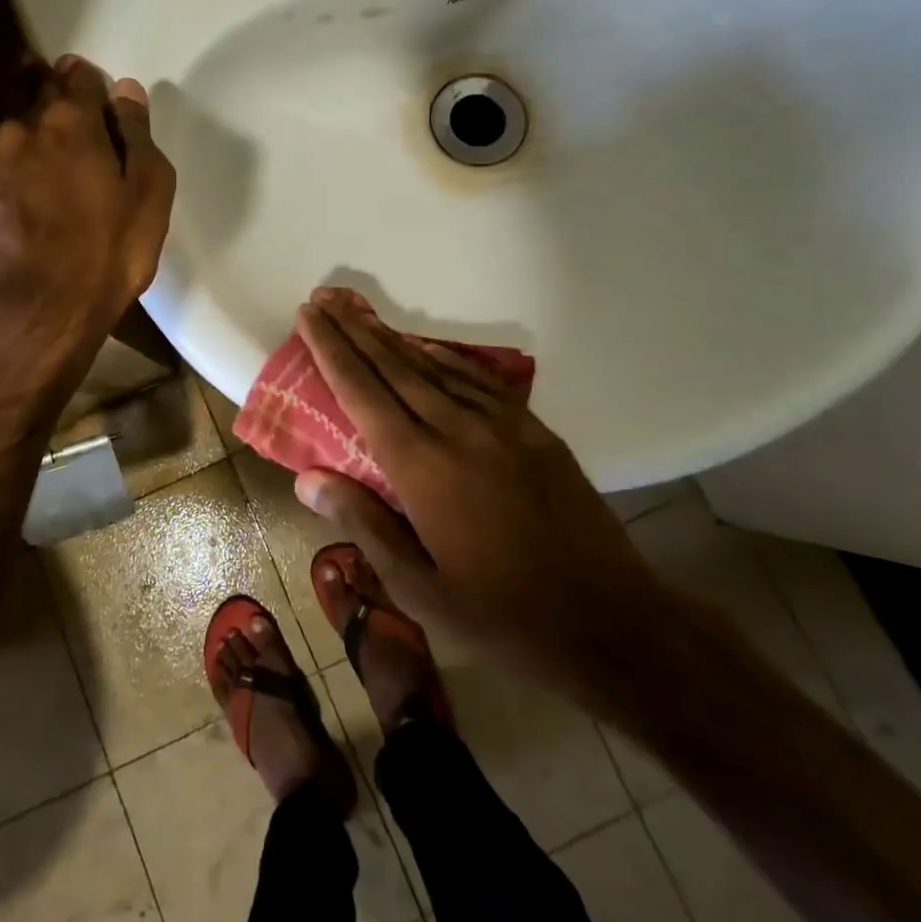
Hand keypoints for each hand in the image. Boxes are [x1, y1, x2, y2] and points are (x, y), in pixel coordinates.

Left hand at [0, 56, 174, 404]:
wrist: (34, 315)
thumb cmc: (106, 254)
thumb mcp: (147, 196)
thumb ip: (137, 136)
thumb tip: (127, 90)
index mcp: (70, 125)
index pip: (77, 78)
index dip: (87, 80)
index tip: (93, 89)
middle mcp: (21, 133)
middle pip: (35, 98)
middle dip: (51, 97)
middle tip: (69, 119)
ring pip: (11, 141)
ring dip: (29, 146)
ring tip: (46, 175)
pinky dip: (9, 184)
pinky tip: (21, 213)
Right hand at [291, 288, 668, 694]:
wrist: (613, 623)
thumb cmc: (504, 618)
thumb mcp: (421, 590)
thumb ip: (363, 525)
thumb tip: (307, 479)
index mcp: (422, 468)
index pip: (362, 392)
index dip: (331, 350)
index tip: (308, 315)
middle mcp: (457, 430)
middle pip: (394, 366)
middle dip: (353, 328)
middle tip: (324, 298)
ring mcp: (501, 425)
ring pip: (433, 367)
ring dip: (392, 338)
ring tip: (360, 314)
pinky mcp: (534, 430)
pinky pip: (476, 380)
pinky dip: (443, 358)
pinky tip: (425, 349)